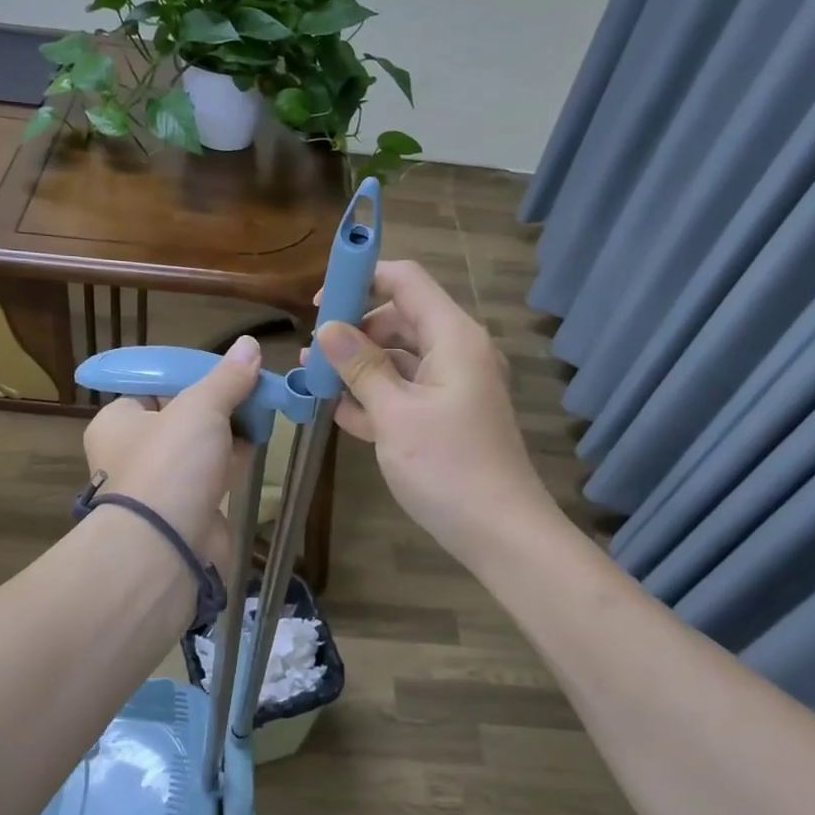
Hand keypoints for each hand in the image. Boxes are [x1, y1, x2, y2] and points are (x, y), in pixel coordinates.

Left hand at [81, 334, 259, 572]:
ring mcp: (159, 484)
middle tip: (251, 389)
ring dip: (228, 431)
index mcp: (117, 422)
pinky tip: (258, 444)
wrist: (168, 546)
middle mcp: (132, 453)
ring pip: (198, 447)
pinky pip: (212, 476)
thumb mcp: (200, 406)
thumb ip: (227, 377)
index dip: (188, 377)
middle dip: (217, 404)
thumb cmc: (171, 463)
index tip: (224, 371)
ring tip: (262, 410)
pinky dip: (232, 461)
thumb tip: (249, 344)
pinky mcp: (186, 509)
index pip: (152, 388)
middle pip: (180, 416)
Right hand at [315, 261, 553, 564]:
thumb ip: (361, 367)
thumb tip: (328, 328)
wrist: (502, 535)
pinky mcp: (447, 415)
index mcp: (452, 337)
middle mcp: (456, 352)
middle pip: (399, 318)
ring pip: (398, 358)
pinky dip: (376, 396)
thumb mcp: (395, 414)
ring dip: (359, 367)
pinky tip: (341, 414)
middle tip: (312, 355)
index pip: (405, 281)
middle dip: (354, 331)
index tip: (319, 303)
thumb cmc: (448, 468)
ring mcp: (453, 385)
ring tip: (316, 384)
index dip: (361, 280)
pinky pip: (406, 390)